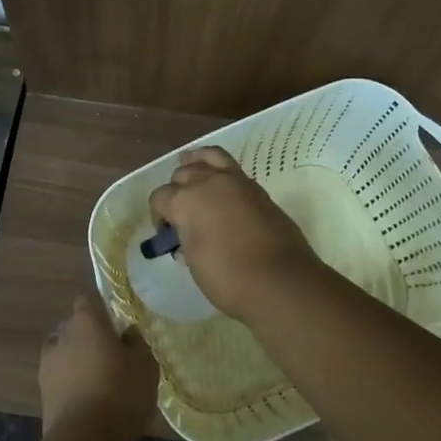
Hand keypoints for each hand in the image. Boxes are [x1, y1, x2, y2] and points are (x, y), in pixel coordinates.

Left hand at [38, 295, 159, 436]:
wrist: (85, 439)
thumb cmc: (121, 392)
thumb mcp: (145, 365)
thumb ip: (136, 343)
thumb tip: (127, 333)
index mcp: (86, 322)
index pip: (87, 302)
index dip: (100, 312)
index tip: (115, 326)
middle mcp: (61, 337)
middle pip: (72, 327)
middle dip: (87, 337)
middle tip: (109, 355)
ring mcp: (47, 365)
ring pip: (62, 354)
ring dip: (75, 362)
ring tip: (96, 380)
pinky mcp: (42, 394)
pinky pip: (58, 380)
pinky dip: (69, 385)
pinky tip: (86, 400)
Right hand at [146, 147, 319, 319]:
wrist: (282, 281)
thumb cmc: (230, 279)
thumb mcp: (195, 264)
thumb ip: (186, 242)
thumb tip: (186, 237)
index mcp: (185, 201)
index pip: (160, 198)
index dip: (159, 216)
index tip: (167, 235)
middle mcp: (207, 182)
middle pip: (182, 175)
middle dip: (176, 193)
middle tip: (183, 217)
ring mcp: (235, 181)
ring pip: (207, 158)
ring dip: (195, 165)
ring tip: (192, 174)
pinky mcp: (256, 187)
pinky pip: (230, 166)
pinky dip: (217, 167)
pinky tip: (218, 181)